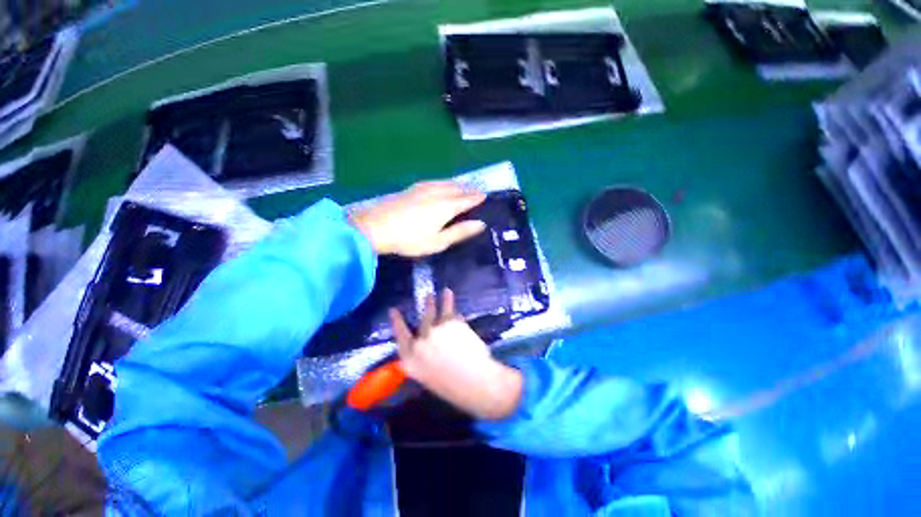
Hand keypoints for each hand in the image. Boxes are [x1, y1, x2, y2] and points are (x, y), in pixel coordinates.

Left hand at [350, 181, 486, 256]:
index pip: (467, 199)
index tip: (485, 196)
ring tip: (462, 188)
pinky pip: (434, 182)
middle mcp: (438, 193)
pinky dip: (443, 183)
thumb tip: (481, 224)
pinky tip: (440, 185)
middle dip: (468, 190)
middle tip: (476, 192)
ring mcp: (423, 188)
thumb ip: (460, 232)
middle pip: (457, 188)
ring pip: (445, 183)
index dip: (477, 197)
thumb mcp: (438, 241)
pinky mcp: (412, 188)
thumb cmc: (410, 239)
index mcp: (447, 206)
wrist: (375, 227)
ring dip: (457, 185)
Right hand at [389, 290, 522, 419]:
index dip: (397, 322)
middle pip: (421, 321)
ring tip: (440, 292)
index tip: (393, 310)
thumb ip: (423, 360)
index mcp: (411, 360)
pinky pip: (451, 312)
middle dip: (425, 307)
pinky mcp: (450, 321)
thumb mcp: (429, 377)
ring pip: (434, 311)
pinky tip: (449, 295)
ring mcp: (435, 329)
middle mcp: (420, 342)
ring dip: (436, 301)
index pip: (401, 337)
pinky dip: (450, 303)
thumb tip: (426, 346)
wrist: (475, 381)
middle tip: (427, 296)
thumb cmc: (453, 388)